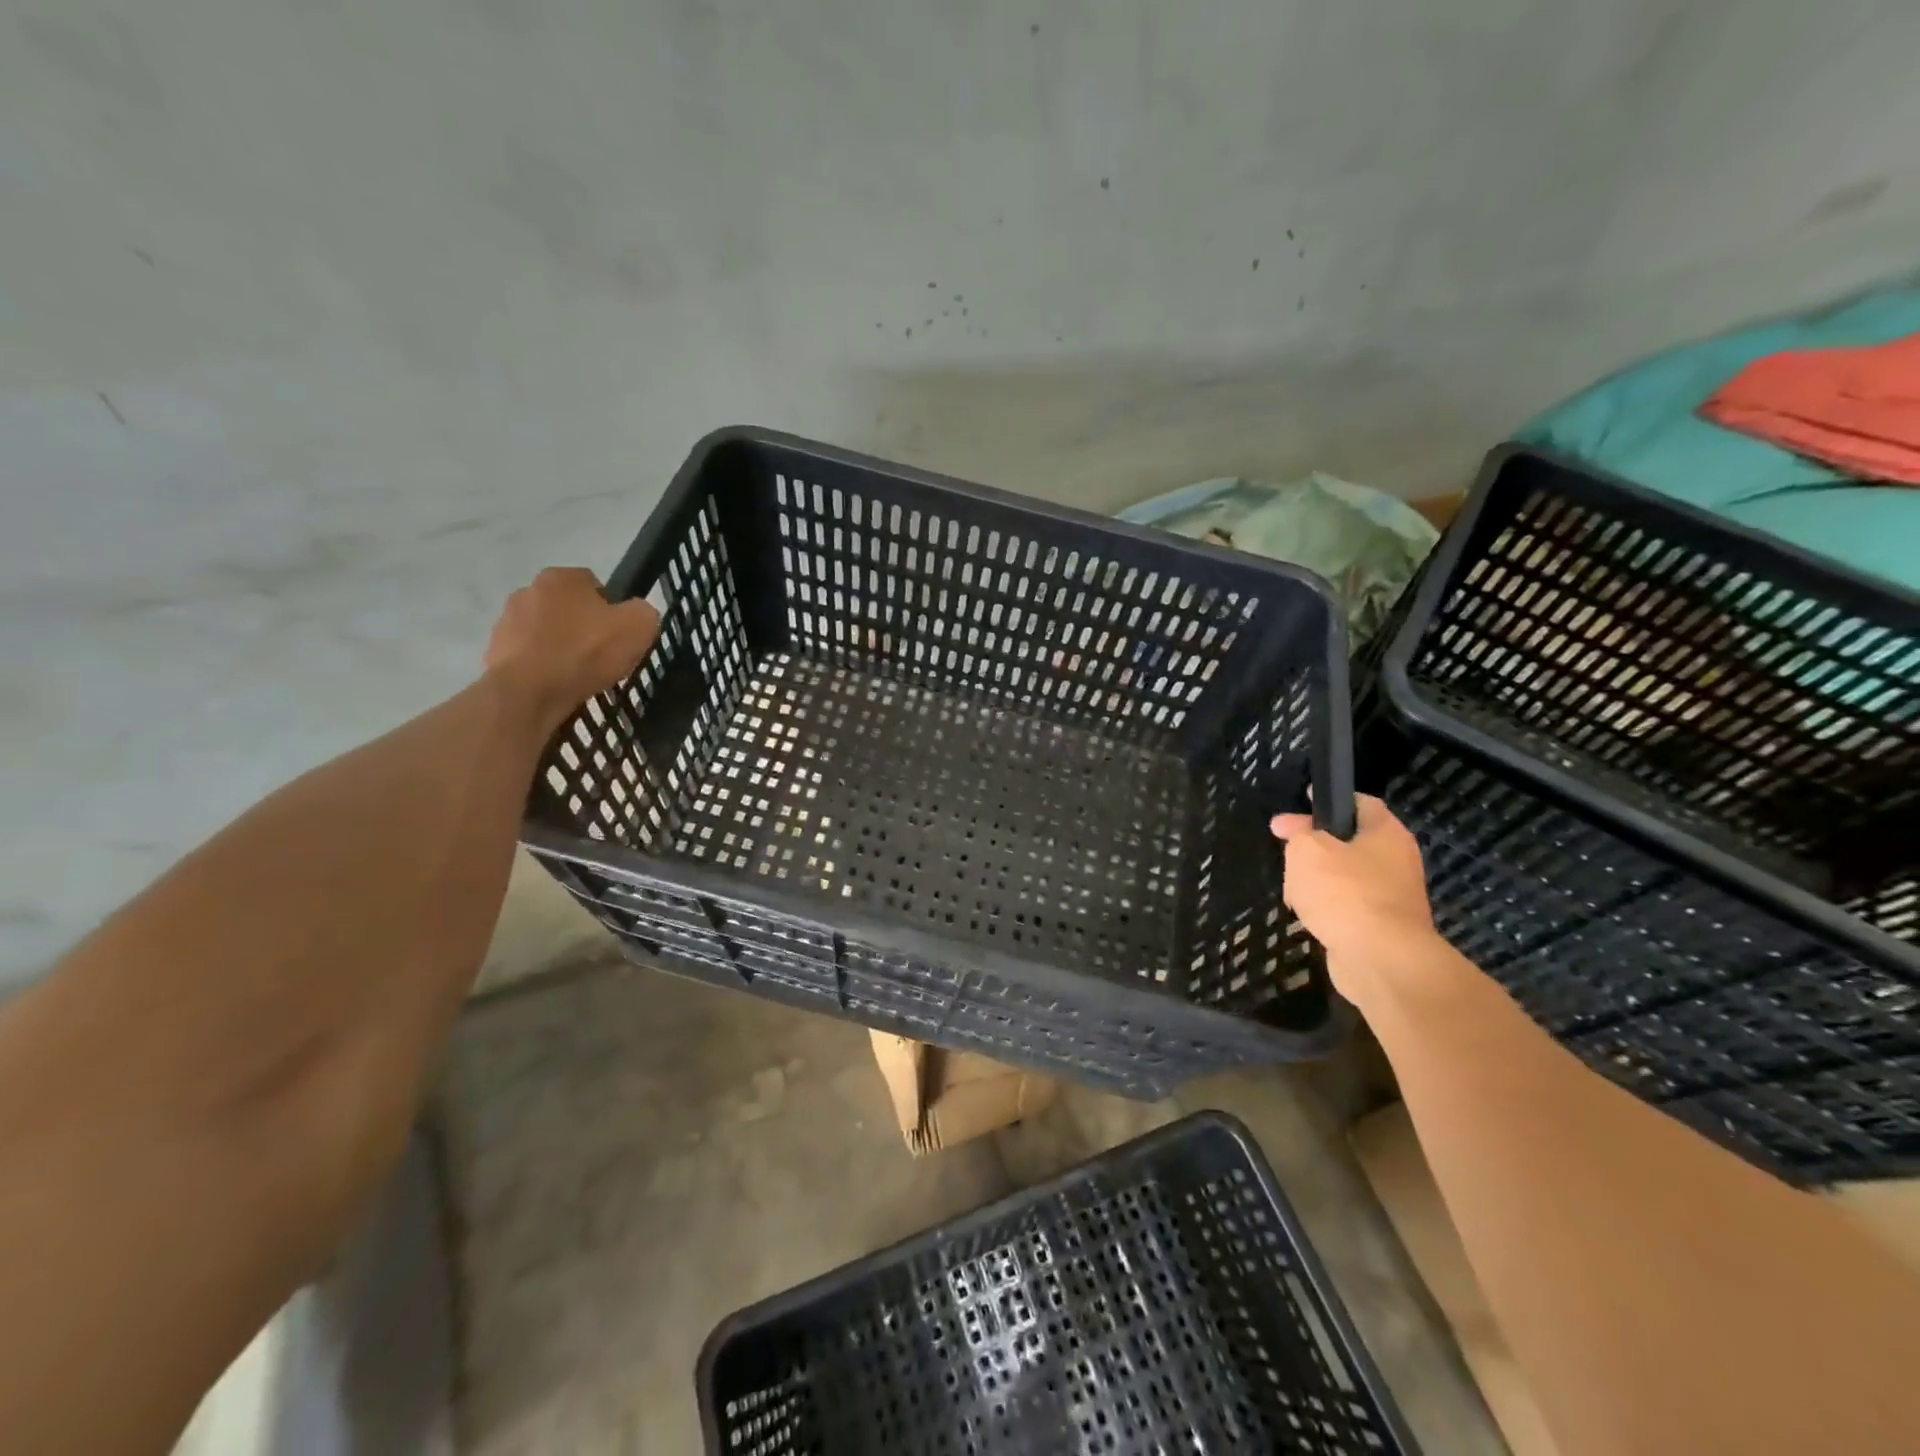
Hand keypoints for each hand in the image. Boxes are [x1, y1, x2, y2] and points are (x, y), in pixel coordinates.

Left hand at [483, 567, 660, 726]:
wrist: (529, 692)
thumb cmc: (585, 652)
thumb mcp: (639, 627)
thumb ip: (643, 612)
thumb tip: (635, 615)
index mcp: (561, 577)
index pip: (594, 584)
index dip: (612, 610)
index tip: (619, 635)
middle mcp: (528, 590)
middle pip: (568, 608)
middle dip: (583, 627)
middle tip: (602, 656)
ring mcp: (507, 621)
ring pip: (547, 632)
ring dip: (561, 647)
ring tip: (579, 674)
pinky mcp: (495, 651)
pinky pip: (529, 656)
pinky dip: (543, 667)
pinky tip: (557, 684)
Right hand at [1270, 795, 1437, 986]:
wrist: (1379, 959)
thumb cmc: (1345, 891)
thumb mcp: (1307, 849)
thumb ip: (1296, 833)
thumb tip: (1288, 825)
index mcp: (1386, 833)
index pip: (1361, 803)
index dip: (1329, 799)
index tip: (1301, 802)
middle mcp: (1396, 861)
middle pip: (1349, 842)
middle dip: (1316, 846)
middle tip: (1287, 852)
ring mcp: (1392, 897)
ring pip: (1345, 877)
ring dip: (1318, 882)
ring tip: (1293, 891)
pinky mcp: (1382, 928)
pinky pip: (1348, 908)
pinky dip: (1327, 910)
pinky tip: (1308, 917)